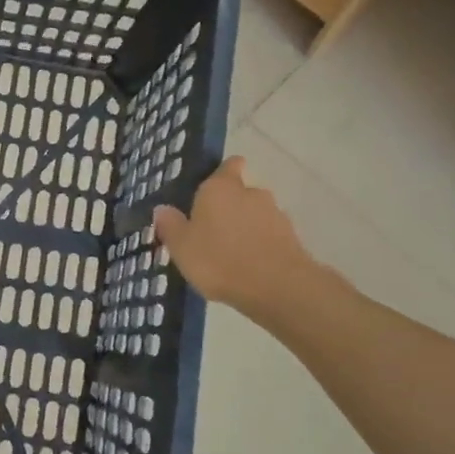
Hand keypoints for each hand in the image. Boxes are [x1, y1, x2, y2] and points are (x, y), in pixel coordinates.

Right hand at [153, 157, 325, 313]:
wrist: (277, 287)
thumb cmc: (219, 260)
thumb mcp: (181, 246)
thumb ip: (171, 225)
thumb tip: (162, 209)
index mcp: (220, 187)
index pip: (228, 165)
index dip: (222, 173)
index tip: (210, 190)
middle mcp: (250, 193)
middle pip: (239, 193)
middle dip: (228, 207)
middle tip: (210, 232)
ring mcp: (275, 214)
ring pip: (255, 215)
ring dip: (245, 228)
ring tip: (229, 254)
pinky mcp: (292, 238)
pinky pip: (269, 236)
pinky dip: (259, 246)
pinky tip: (248, 267)